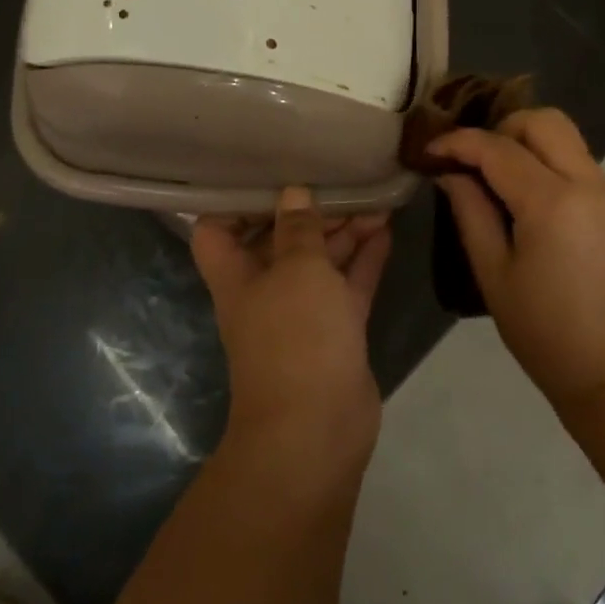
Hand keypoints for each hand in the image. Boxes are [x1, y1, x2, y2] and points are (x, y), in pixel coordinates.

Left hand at [192, 189, 391, 461]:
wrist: (318, 429)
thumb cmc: (296, 336)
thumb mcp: (298, 269)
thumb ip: (299, 229)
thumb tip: (294, 193)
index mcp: (237, 275)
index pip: (218, 230)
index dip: (237, 202)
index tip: (271, 174)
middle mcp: (264, 291)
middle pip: (280, 241)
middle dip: (310, 213)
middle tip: (345, 182)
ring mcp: (301, 314)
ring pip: (320, 263)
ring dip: (344, 233)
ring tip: (376, 200)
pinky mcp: (335, 332)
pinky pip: (347, 286)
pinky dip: (364, 260)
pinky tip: (386, 231)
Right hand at [429, 109, 604, 407]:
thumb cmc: (544, 333)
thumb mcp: (493, 274)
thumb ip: (471, 213)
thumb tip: (452, 174)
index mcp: (551, 203)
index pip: (498, 148)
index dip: (458, 142)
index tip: (431, 150)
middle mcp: (589, 186)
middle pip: (545, 122)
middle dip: (503, 128)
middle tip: (476, 161)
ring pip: (569, 142)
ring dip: (530, 147)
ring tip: (501, 183)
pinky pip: (584, 171)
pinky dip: (553, 171)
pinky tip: (535, 211)